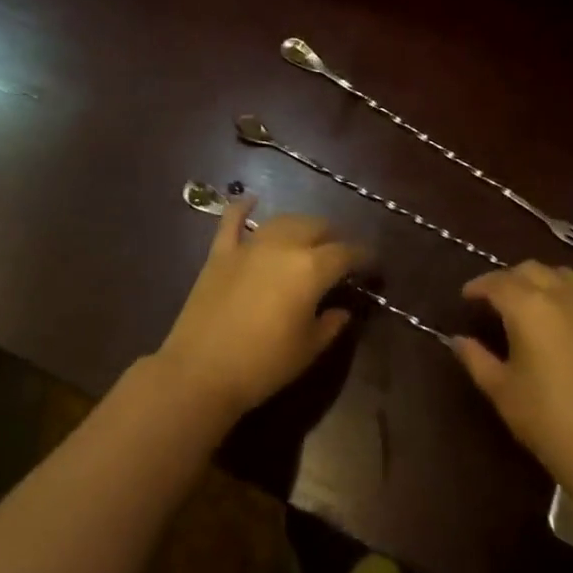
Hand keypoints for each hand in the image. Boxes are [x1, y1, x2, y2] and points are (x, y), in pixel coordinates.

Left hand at [156, 201, 362, 420]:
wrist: (200, 371)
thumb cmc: (263, 365)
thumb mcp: (308, 349)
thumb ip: (331, 324)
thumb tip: (342, 310)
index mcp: (311, 269)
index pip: (346, 253)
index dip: (364, 256)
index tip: (372, 263)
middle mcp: (283, 246)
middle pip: (316, 227)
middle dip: (333, 236)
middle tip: (340, 254)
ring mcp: (249, 246)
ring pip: (282, 221)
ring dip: (300, 225)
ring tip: (308, 236)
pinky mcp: (220, 253)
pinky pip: (232, 221)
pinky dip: (242, 208)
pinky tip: (251, 200)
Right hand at [455, 261, 572, 502]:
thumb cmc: (549, 423)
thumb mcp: (502, 391)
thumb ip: (475, 358)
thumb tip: (457, 339)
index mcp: (528, 307)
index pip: (496, 282)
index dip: (478, 286)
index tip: (467, 297)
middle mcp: (564, 295)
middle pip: (531, 270)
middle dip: (510, 279)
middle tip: (498, 300)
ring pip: (567, 276)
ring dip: (546, 282)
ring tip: (537, 302)